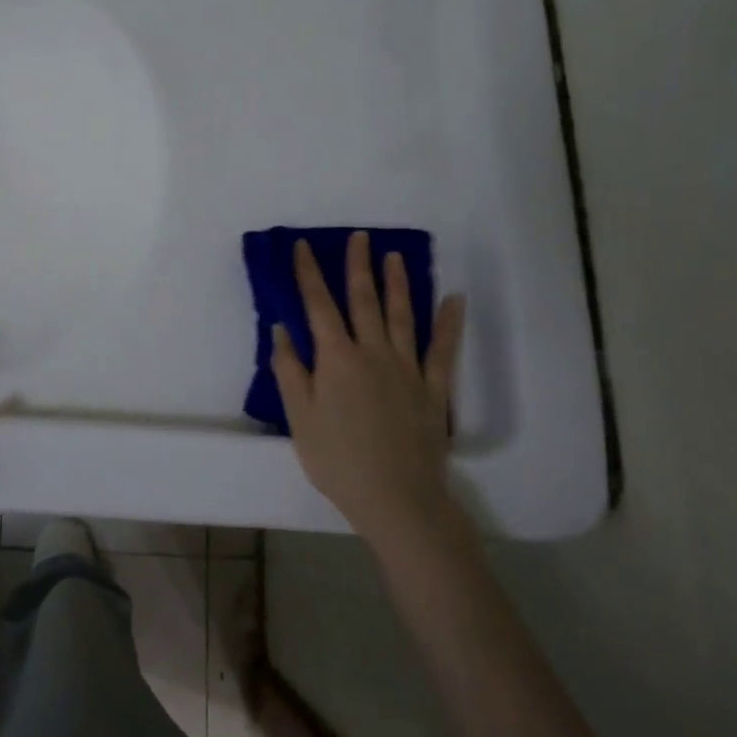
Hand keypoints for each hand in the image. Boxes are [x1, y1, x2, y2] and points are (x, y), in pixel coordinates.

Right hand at [271, 232, 466, 551]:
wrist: (398, 500)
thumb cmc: (338, 461)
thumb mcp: (299, 418)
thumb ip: (289, 370)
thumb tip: (281, 329)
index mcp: (336, 358)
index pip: (318, 305)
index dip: (309, 273)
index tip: (304, 247)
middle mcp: (372, 352)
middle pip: (363, 300)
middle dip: (358, 266)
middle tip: (359, 237)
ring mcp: (407, 368)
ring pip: (402, 315)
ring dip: (397, 283)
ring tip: (394, 256)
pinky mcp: (434, 388)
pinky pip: (442, 349)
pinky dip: (449, 323)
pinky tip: (454, 299)